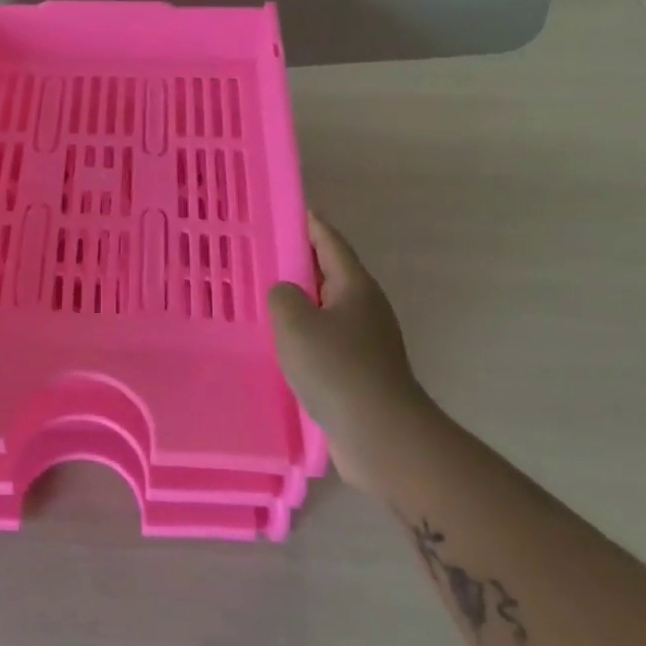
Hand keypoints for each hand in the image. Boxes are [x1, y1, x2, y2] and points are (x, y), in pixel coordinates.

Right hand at [269, 212, 429, 494]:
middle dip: (301, 263)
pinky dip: (306, 335)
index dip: (310, 225)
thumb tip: (287, 296)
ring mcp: (367, 342)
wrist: (382, 435)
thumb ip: (283, 296)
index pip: (330, 242)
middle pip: (330, 274)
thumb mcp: (296, 322)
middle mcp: (365, 308)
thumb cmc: (338, 368)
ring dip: (301, 303)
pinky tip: (283, 345)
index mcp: (355, 286)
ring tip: (266, 300)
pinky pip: (327, 340)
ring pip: (327, 310)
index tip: (291, 209)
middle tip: (264, 255)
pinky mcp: (361, 372)